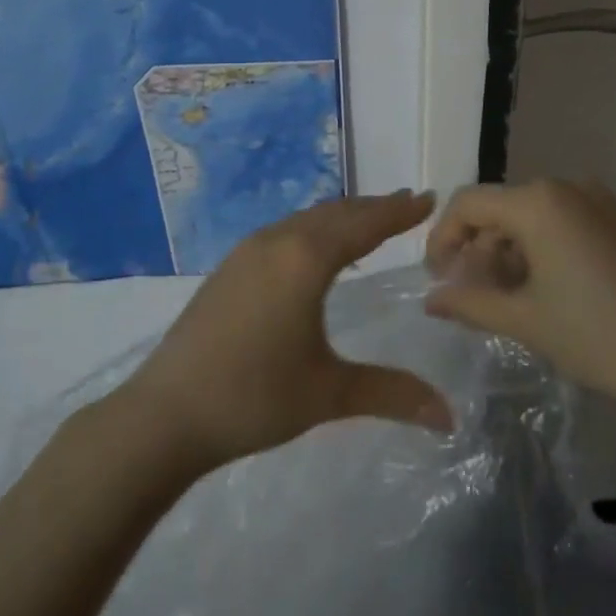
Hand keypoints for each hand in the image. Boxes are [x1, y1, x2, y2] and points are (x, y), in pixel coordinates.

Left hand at [120, 191, 451, 473]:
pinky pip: (284, 231)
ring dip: (342, 216)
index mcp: (305, 259)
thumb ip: (391, 394)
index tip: (428, 198)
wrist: (165, 413)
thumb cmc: (254, 397)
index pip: (364, 224)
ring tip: (369, 221)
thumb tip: (449, 417)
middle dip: (374, 207)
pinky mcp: (229, 267)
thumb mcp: (328, 393)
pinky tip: (316, 250)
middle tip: (407, 203)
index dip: (399, 211)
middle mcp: (277, 241)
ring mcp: (247, 251)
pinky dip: (314, 229)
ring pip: (306, 219)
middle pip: (335, 213)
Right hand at [425, 179, 615, 415]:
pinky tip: (541, 292)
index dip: (442, 238)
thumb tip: (431, 299)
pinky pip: (562, 224)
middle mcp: (567, 187)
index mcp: (539, 201)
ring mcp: (598, 202)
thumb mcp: (524, 320)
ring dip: (507, 253)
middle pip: (501, 209)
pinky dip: (539, 251)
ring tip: (503, 300)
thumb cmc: (598, 336)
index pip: (469, 203)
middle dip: (477, 250)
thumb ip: (468, 302)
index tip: (436, 279)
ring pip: (531, 218)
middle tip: (468, 296)